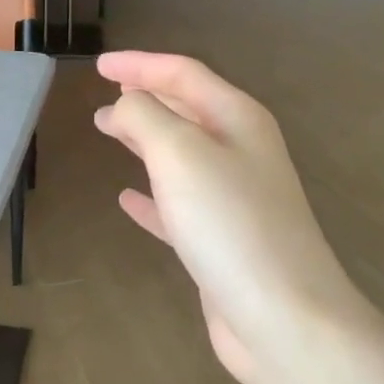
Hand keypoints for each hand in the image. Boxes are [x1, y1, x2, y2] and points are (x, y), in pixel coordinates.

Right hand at [94, 51, 366, 383]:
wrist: (285, 319)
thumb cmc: (230, 222)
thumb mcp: (179, 152)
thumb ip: (144, 116)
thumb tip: (124, 104)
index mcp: (237, 119)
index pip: (183, 74)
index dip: (140, 64)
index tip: (98, 65)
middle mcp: (240, 151)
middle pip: (186, 109)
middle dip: (144, 98)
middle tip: (103, 97)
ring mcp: (234, 198)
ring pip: (180, 154)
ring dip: (144, 139)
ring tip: (109, 131)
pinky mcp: (222, 241)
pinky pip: (178, 205)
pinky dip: (151, 196)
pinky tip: (127, 199)